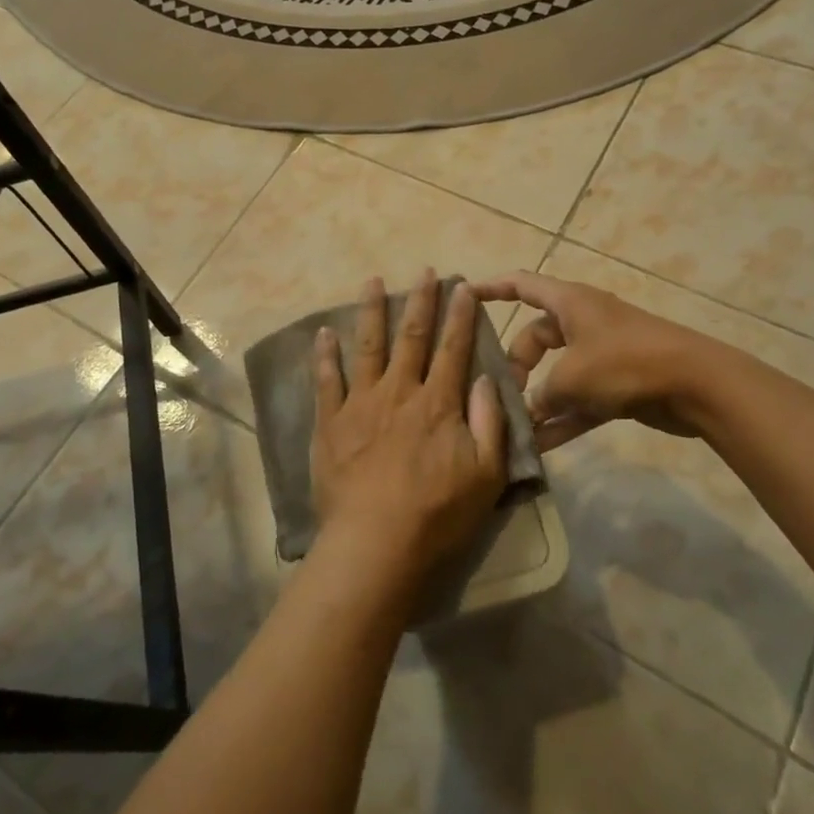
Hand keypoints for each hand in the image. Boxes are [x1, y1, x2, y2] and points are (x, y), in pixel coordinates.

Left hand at [310, 271, 506, 585]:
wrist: (376, 542)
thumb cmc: (438, 513)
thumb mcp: (486, 474)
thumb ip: (489, 422)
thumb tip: (486, 379)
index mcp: (438, 403)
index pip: (453, 349)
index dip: (460, 316)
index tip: (462, 287)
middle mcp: (399, 391)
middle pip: (411, 337)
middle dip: (420, 300)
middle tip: (424, 271)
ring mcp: (361, 403)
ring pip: (368, 346)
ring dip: (371, 311)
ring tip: (372, 281)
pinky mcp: (331, 422)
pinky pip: (327, 380)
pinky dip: (326, 354)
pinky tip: (324, 332)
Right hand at [471, 270, 703, 450]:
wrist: (697, 385)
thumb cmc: (626, 363)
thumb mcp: (572, 377)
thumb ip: (542, 394)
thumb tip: (530, 411)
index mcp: (569, 303)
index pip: (521, 285)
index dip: (491, 288)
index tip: (463, 296)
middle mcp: (582, 323)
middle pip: (536, 337)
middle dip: (516, 363)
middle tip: (501, 391)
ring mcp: (601, 355)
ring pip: (556, 373)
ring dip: (537, 398)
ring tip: (511, 424)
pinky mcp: (617, 385)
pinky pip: (578, 400)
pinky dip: (561, 419)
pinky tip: (539, 447)